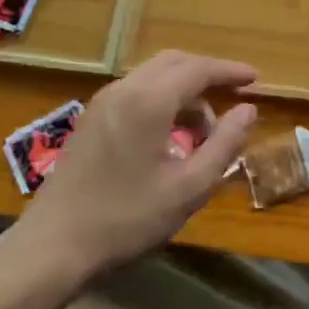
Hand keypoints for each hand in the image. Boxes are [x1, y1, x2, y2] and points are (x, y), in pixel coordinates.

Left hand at [16, 51, 258, 277]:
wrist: (53, 246)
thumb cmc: (127, 219)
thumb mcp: (189, 188)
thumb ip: (224, 144)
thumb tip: (248, 110)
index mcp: (149, 100)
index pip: (199, 69)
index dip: (230, 71)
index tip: (255, 80)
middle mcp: (124, 89)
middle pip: (174, 63)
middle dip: (207, 75)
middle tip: (233, 99)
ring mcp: (103, 102)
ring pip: (154, 76)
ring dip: (184, 91)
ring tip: (204, 132)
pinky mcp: (91, 119)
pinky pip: (136, 92)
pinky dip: (162, 101)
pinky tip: (171, 137)